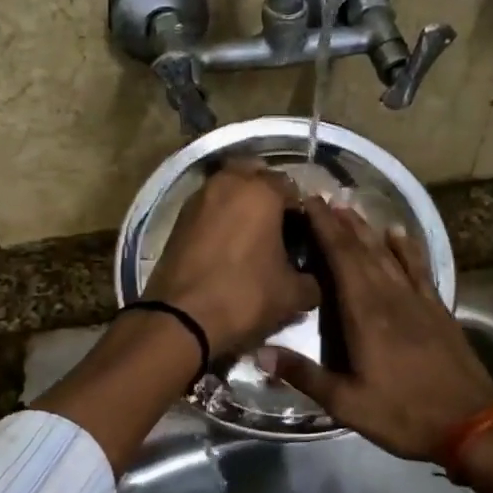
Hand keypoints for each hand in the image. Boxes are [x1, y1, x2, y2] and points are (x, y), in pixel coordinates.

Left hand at [143, 160, 319, 356]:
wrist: (180, 319)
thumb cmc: (244, 297)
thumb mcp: (292, 295)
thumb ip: (312, 280)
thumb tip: (312, 278)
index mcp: (261, 191)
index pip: (293, 188)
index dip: (303, 213)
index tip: (304, 237)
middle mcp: (229, 182)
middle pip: (257, 174)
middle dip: (269, 194)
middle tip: (278, 227)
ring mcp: (199, 196)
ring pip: (229, 186)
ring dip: (243, 202)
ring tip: (253, 235)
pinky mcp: (179, 216)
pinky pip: (210, 205)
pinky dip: (222, 215)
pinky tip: (229, 243)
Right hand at [258, 197, 492, 462]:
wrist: (472, 424)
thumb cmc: (403, 414)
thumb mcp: (347, 403)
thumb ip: (304, 375)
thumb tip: (259, 353)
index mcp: (365, 314)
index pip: (340, 259)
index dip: (324, 228)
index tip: (308, 203)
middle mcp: (390, 296)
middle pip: (362, 250)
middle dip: (340, 223)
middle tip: (322, 199)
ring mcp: (417, 300)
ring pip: (388, 254)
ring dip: (367, 230)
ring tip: (350, 209)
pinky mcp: (437, 309)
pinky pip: (419, 268)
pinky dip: (407, 248)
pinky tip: (398, 233)